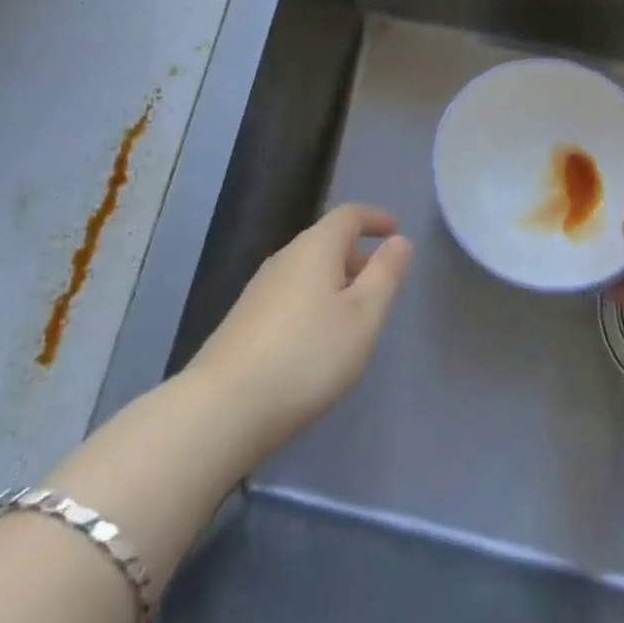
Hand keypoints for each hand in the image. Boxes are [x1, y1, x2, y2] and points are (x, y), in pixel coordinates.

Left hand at [188, 204, 413, 459]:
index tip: (395, 229)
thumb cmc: (308, 355)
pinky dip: (315, 299)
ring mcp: (260, 288)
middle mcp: (285, 257)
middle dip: (357, 254)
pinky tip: (319, 336)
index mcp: (315, 247)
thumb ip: (385, 275)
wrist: (224, 406)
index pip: (348, 215)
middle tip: (382, 278)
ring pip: (308, 269)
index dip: (374, 218)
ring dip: (335, 279)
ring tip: (356, 311)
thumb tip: (399, 240)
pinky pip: (291, 292)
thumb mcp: (362, 317)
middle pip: (326, 241)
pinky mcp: (246, 318)